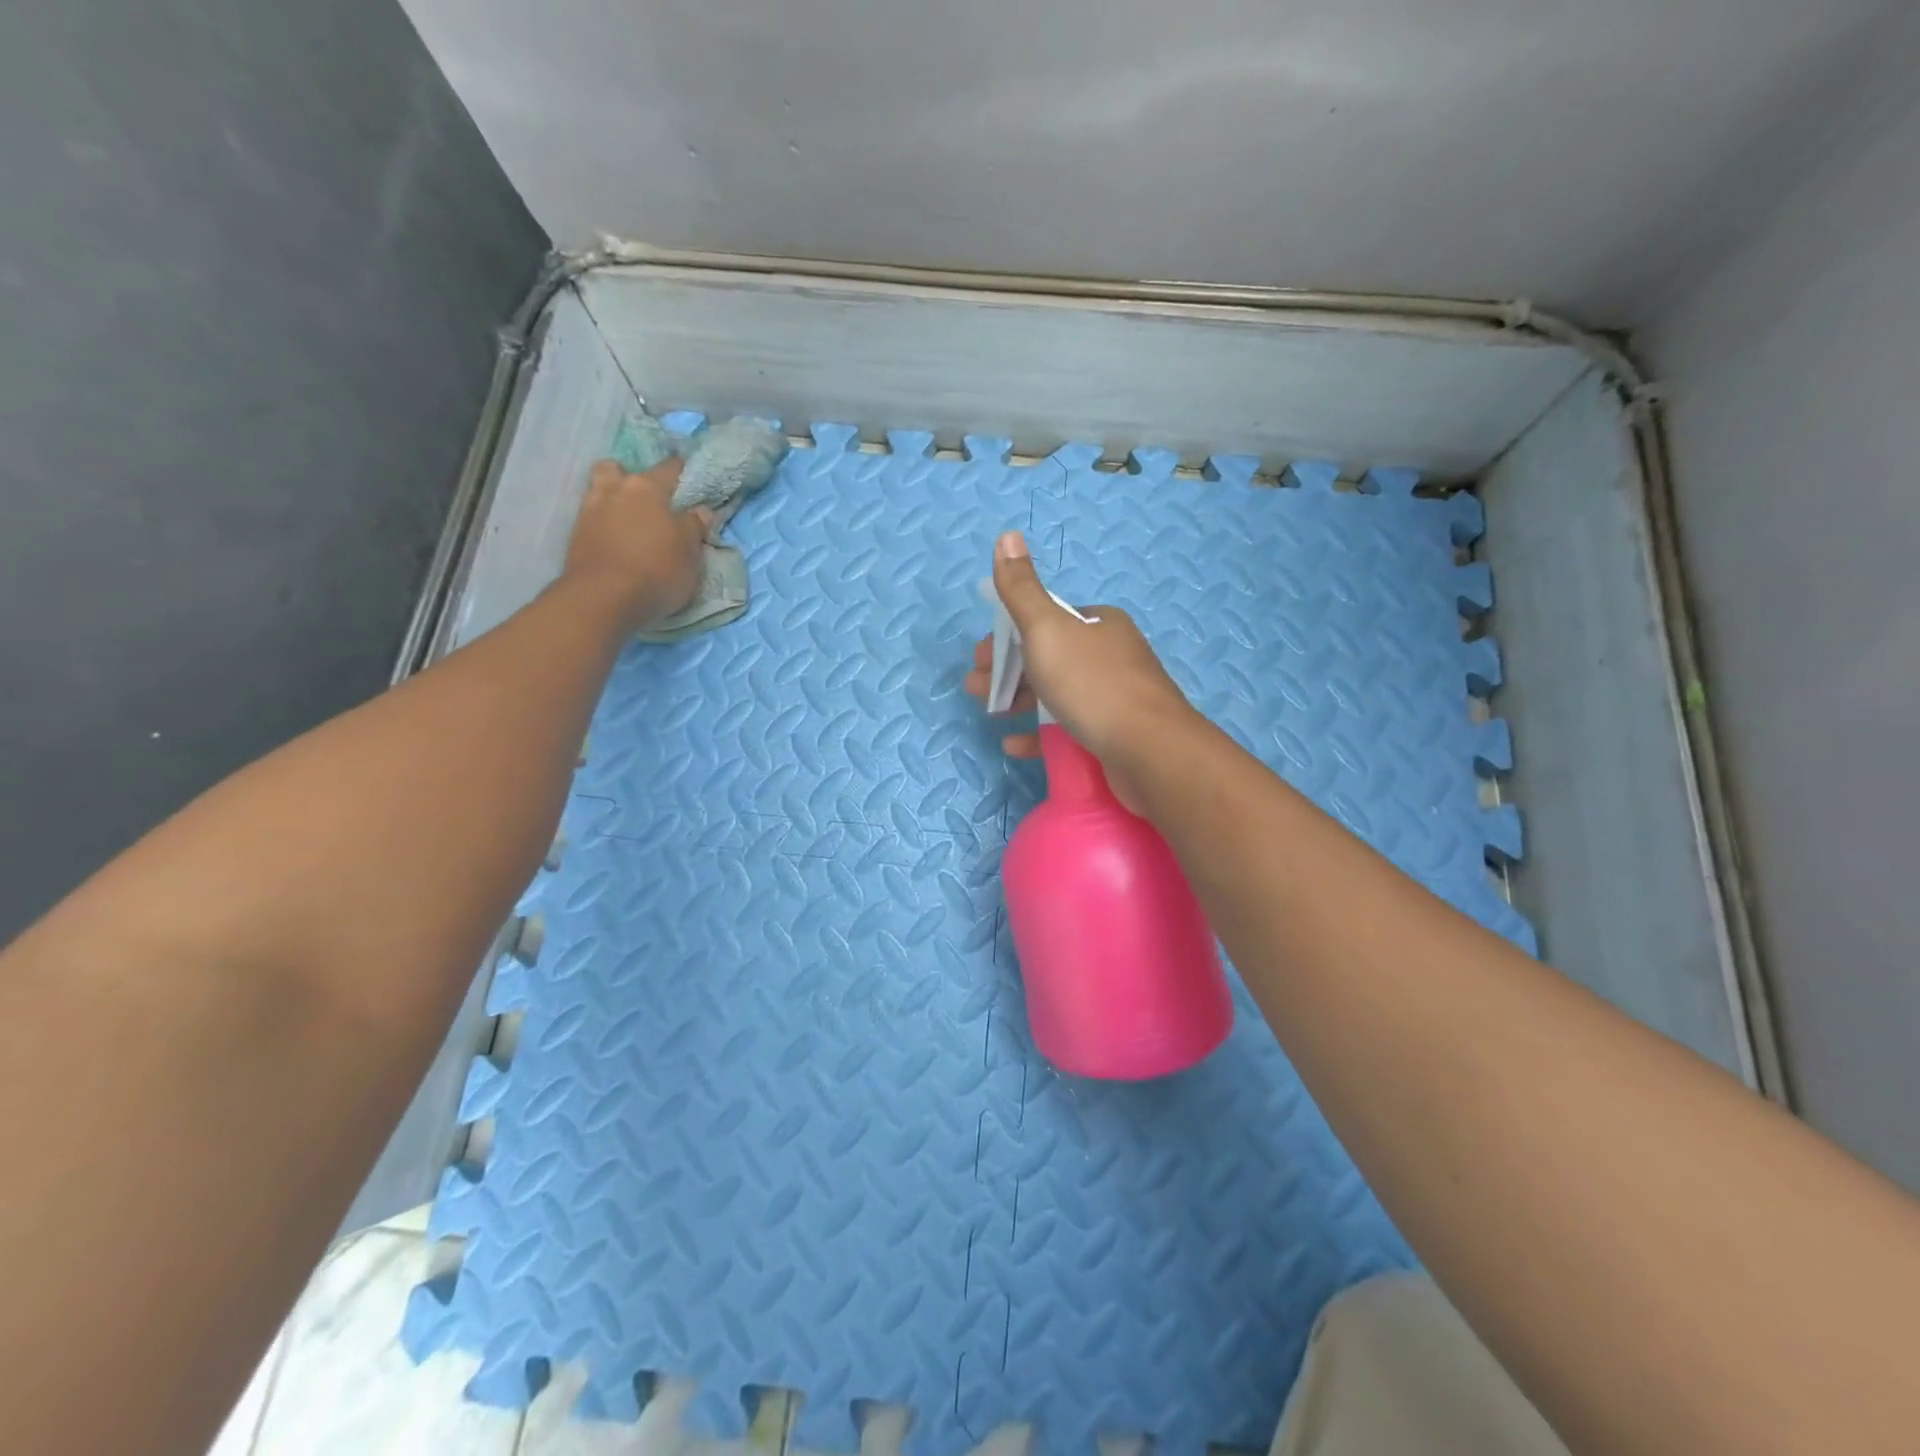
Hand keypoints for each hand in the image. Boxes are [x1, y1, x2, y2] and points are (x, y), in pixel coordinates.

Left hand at [562, 459, 711, 630]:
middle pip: (617, 469)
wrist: (603, 599)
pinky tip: (615, 541)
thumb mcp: (690, 553)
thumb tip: (701, 510)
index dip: (682, 472)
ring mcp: (589, 511)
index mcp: (647, 488)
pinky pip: (591, 518)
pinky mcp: (574, 536)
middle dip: (629, 477)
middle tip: (646, 501)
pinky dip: (603, 524)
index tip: (691, 480)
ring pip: (599, 491)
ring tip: (628, 522)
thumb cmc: (657, 571)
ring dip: (612, 499)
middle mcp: (615, 490)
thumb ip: (694, 527)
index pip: (670, 468)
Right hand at [963, 530, 1198, 813]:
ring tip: (989, 713)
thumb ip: (1022, 589)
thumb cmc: (1093, 684)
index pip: (1046, 621)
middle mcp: (1110, 656)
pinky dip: (1038, 734)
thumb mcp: (1048, 629)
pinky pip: (1068, 730)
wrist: (1150, 751)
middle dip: (1006, 670)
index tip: (981, 656)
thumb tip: (1007, 535)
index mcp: (1098, 625)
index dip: (1008, 636)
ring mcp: (1114, 698)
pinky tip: (1015, 745)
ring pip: (1056, 694)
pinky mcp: (1113, 736)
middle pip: (1048, 658)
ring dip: (1017, 700)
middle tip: (975, 687)